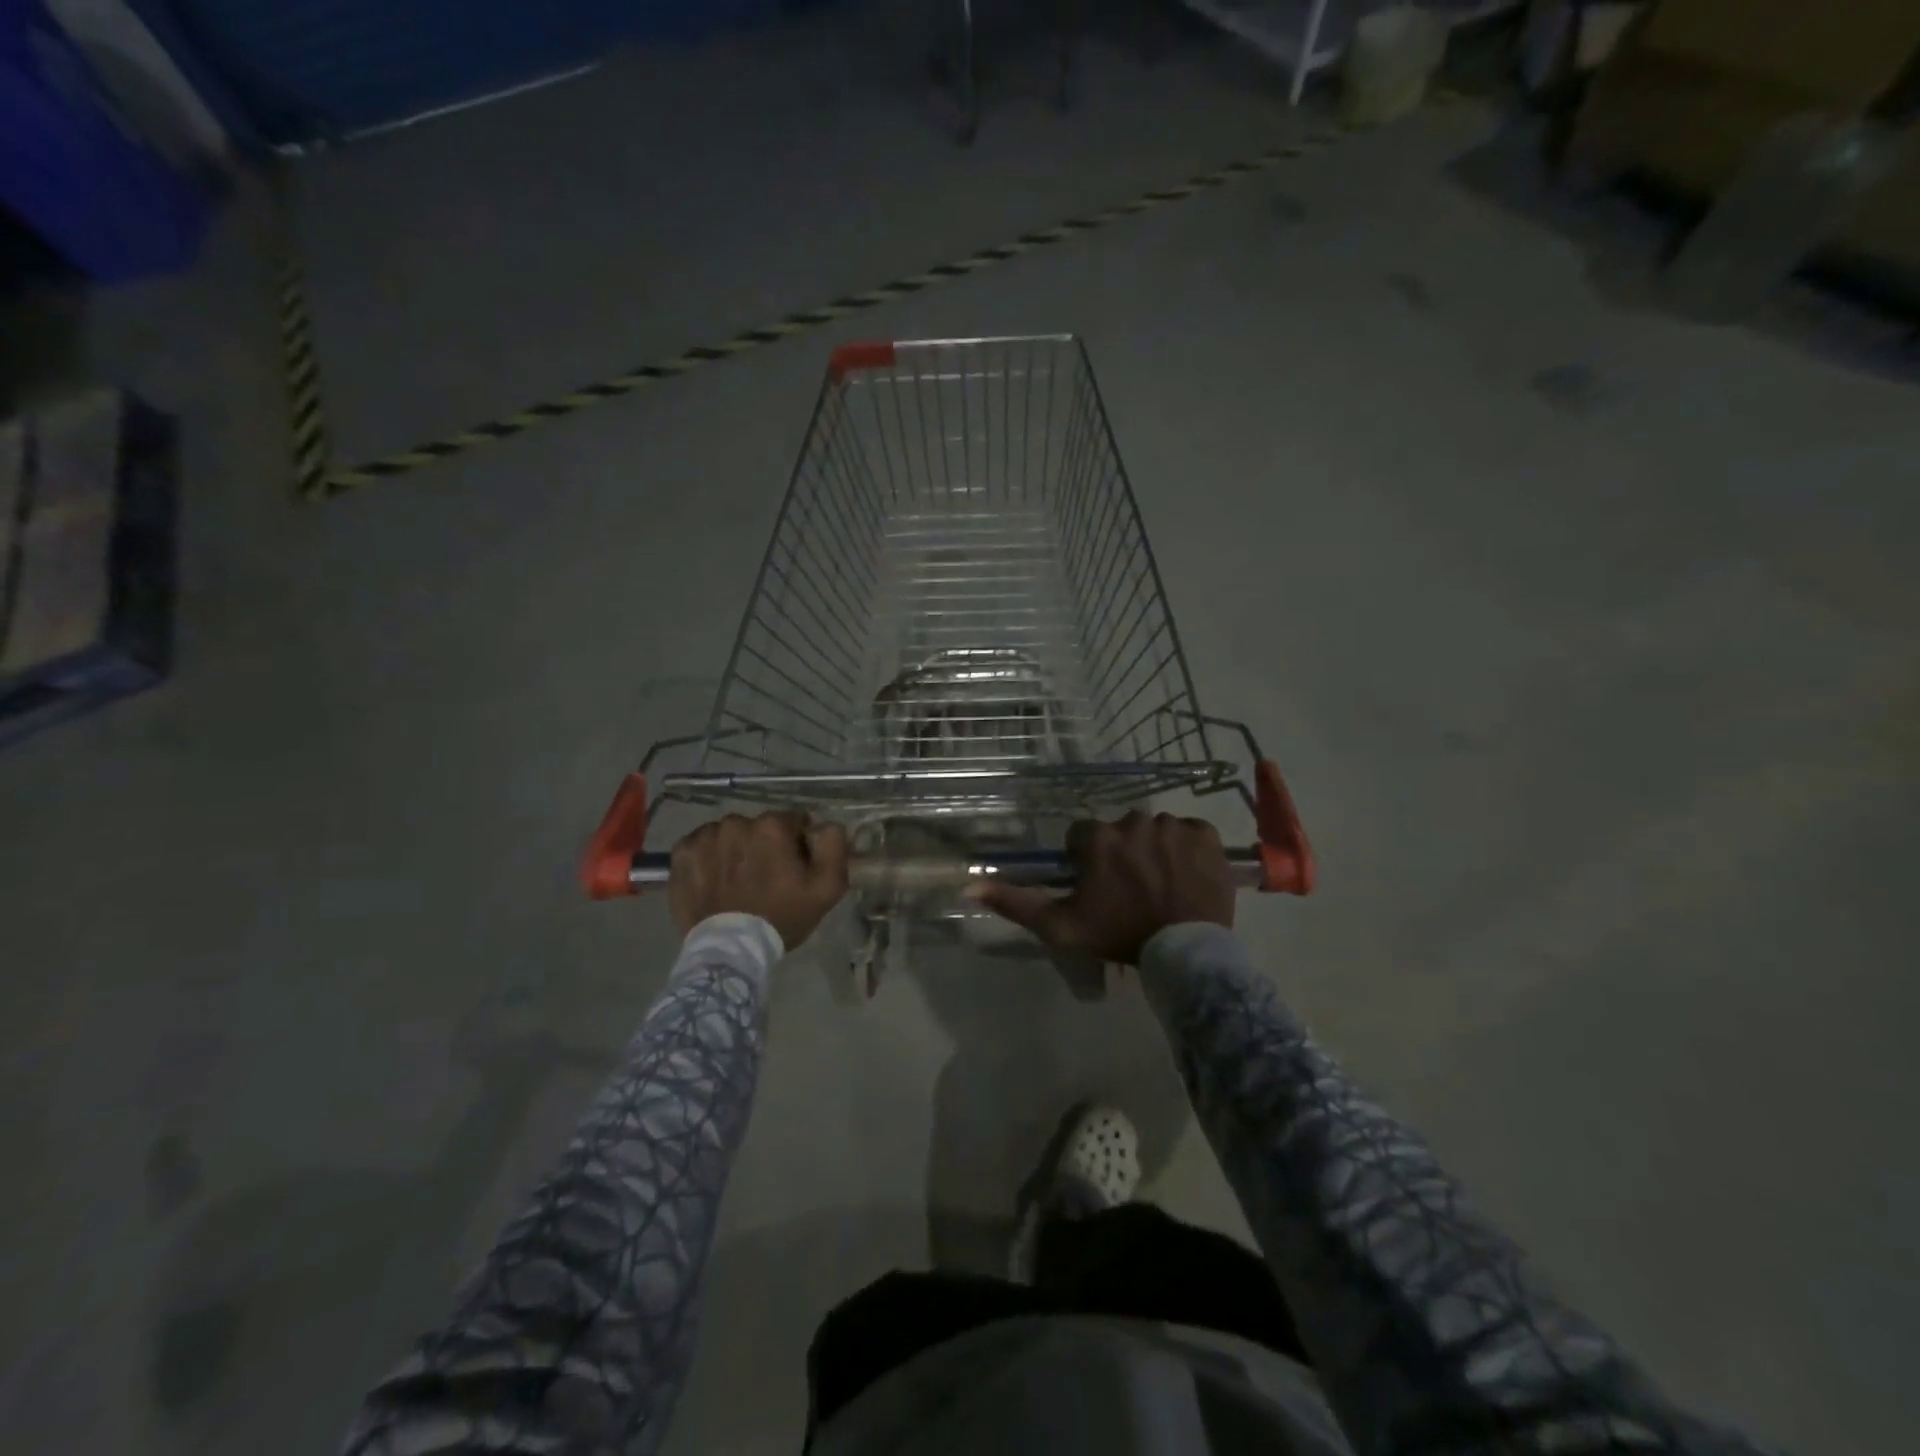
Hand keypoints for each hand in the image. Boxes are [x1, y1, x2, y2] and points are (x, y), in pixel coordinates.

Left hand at [669, 812, 848, 949]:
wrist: (731, 950)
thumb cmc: (782, 918)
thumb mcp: (827, 887)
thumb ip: (834, 845)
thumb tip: (825, 824)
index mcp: (772, 826)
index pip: (793, 822)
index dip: (796, 844)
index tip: (793, 868)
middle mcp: (736, 823)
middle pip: (759, 827)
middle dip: (764, 846)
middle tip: (765, 878)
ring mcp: (705, 837)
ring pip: (729, 835)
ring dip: (735, 850)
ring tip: (737, 881)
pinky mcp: (681, 853)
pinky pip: (701, 845)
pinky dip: (708, 857)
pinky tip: (714, 879)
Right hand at [971, 811, 1233, 964]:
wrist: (1185, 953)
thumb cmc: (1117, 937)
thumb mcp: (1059, 927)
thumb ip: (1015, 903)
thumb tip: (970, 884)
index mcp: (1097, 838)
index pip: (1083, 839)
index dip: (1088, 863)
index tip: (1100, 889)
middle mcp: (1132, 821)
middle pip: (1120, 832)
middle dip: (1123, 855)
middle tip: (1133, 891)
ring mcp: (1172, 825)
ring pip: (1155, 831)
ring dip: (1155, 851)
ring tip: (1163, 886)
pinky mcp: (1205, 834)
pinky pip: (1190, 833)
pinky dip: (1188, 850)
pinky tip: (1187, 876)